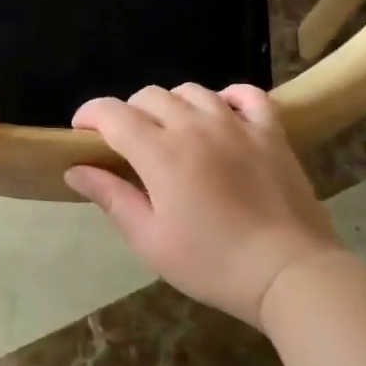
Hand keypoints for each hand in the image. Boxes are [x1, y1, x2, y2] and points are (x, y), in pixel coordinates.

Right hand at [66, 84, 344, 327]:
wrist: (290, 274)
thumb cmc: (213, 263)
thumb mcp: (151, 240)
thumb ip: (112, 198)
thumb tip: (75, 169)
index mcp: (159, 152)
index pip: (112, 113)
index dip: (89, 114)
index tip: (81, 131)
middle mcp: (193, 125)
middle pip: (149, 96)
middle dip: (129, 112)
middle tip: (130, 144)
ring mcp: (235, 124)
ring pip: (192, 91)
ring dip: (173, 105)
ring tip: (174, 131)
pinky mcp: (270, 131)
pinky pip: (247, 94)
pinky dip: (229, 97)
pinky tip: (223, 114)